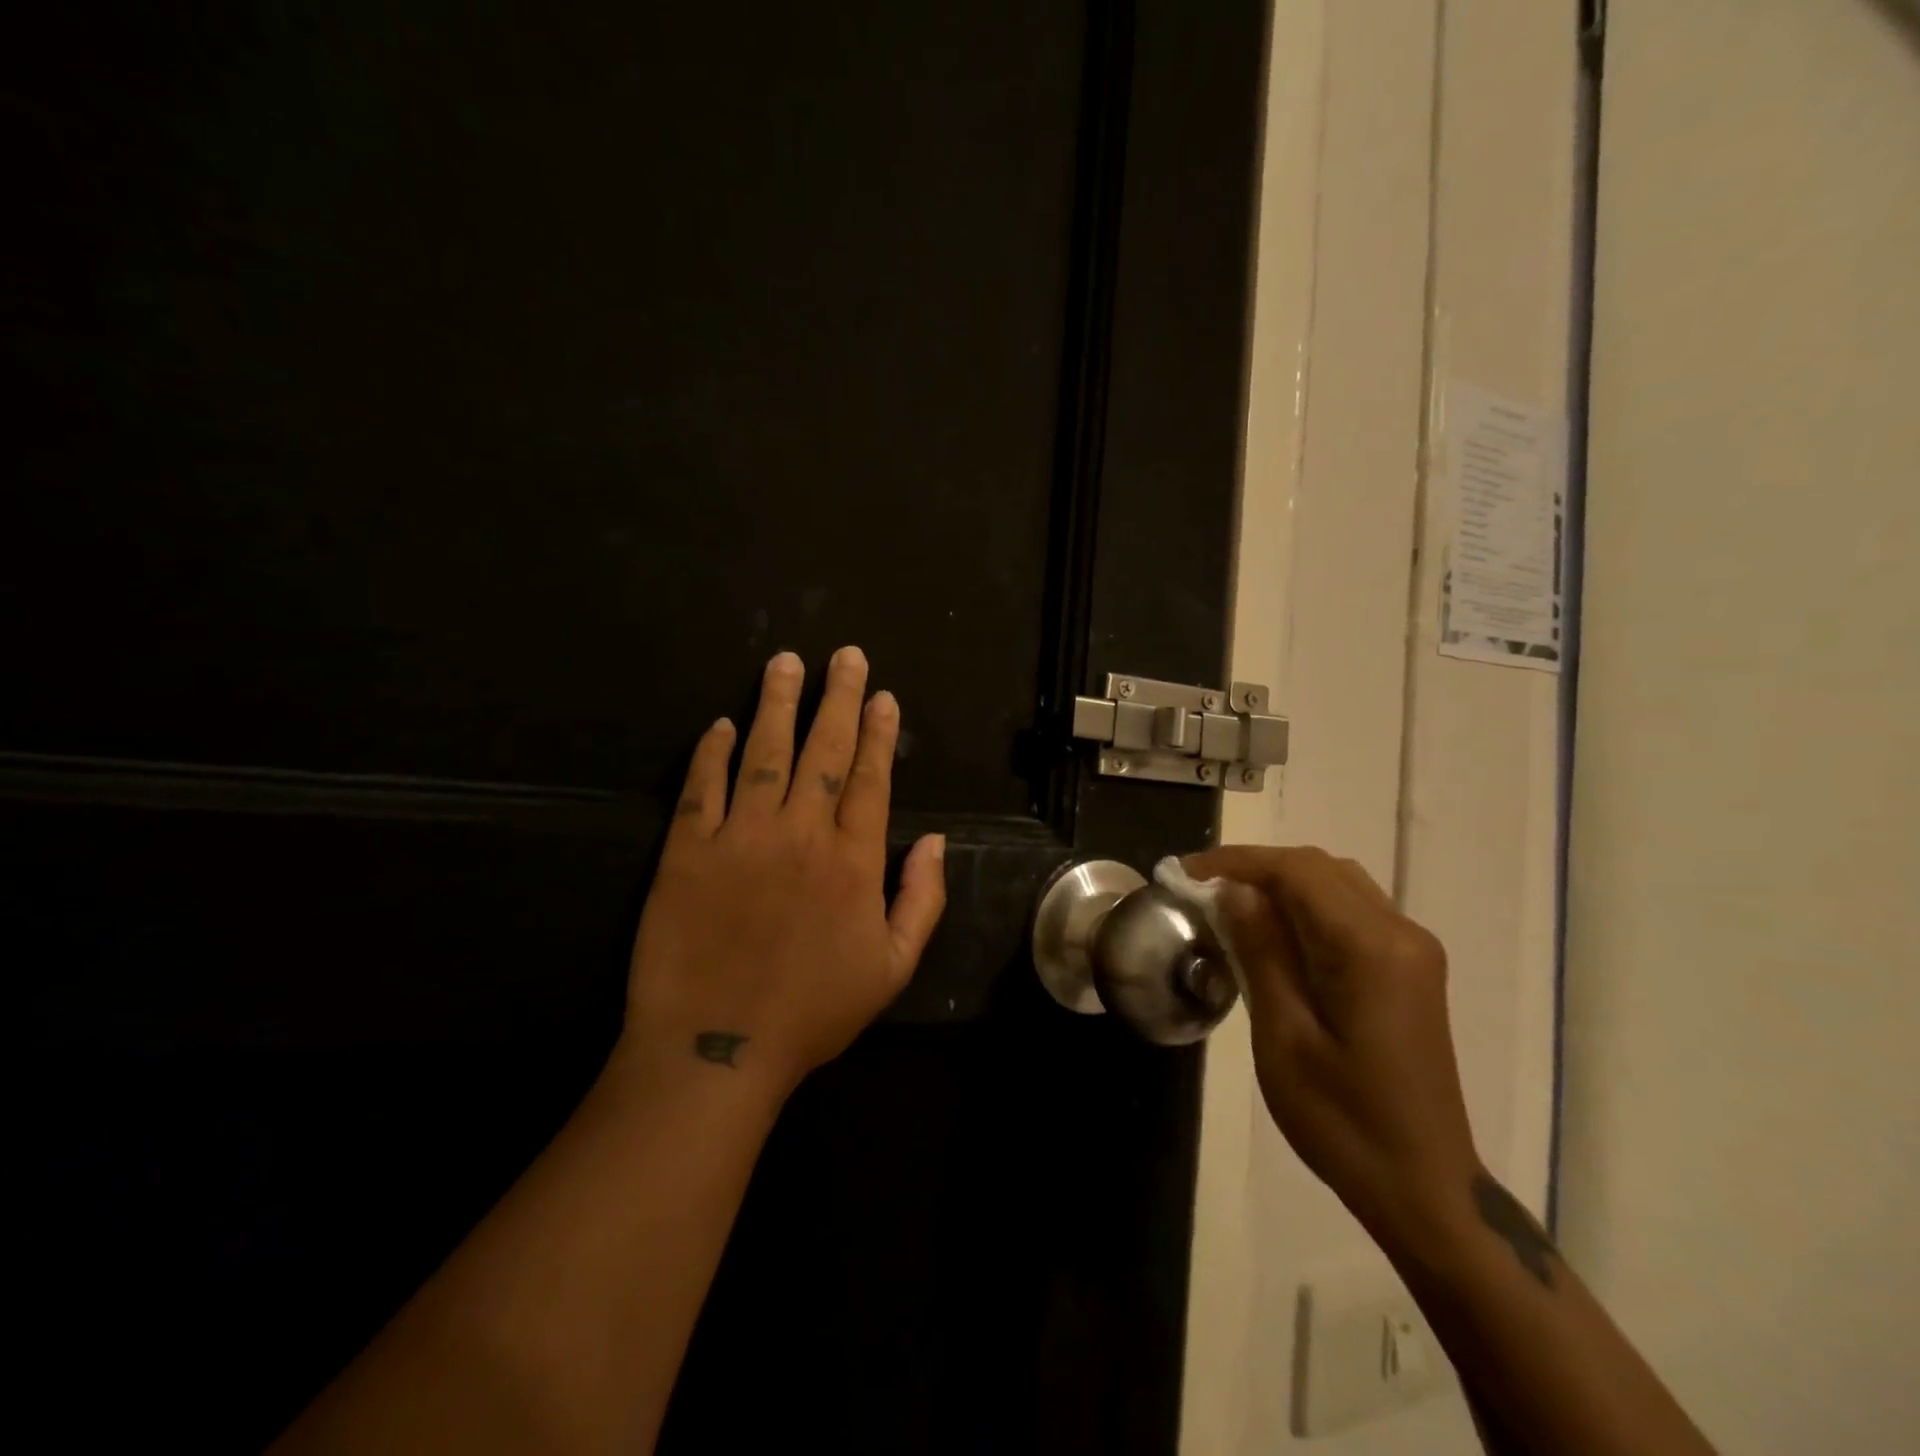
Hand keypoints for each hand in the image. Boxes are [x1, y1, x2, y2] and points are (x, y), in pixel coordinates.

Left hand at [619, 647, 946, 1098]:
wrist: (717, 1049)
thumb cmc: (812, 1012)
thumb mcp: (892, 968)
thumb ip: (922, 899)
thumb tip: (938, 841)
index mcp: (853, 860)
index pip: (871, 778)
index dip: (879, 733)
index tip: (883, 695)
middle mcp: (801, 833)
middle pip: (824, 749)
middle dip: (838, 697)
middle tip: (845, 655)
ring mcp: (741, 837)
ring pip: (764, 753)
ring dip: (776, 704)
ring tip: (784, 662)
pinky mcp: (687, 851)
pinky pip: (701, 788)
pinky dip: (711, 752)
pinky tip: (719, 724)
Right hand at [1183, 845, 1480, 1249]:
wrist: (1425, 1190)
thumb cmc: (1343, 1121)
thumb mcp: (1284, 1037)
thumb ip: (1261, 953)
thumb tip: (1234, 890)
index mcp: (1371, 949)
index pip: (1298, 872)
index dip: (1237, 862)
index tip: (1185, 872)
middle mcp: (1401, 934)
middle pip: (1320, 869)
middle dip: (1256, 867)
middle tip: (1200, 888)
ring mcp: (1412, 951)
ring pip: (1337, 884)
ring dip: (1280, 883)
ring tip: (1228, 904)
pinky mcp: (1409, 969)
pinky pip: (1351, 911)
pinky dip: (1305, 906)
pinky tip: (1272, 932)